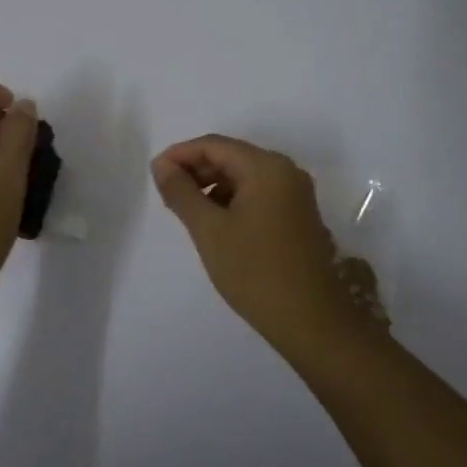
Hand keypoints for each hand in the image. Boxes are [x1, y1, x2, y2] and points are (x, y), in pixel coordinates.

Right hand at [151, 134, 364, 350]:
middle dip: (196, 170)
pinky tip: (216, 223)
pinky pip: (259, 194)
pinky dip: (233, 200)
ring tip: (187, 211)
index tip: (155, 174)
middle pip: (231, 156)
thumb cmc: (255, 271)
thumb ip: (182, 192)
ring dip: (213, 186)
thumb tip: (161, 165)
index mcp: (266, 167)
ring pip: (245, 176)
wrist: (311, 321)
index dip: (180, 154)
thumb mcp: (209, 230)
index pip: (214, 145)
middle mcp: (286, 171)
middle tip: (166, 193)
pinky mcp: (298, 215)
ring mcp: (296, 194)